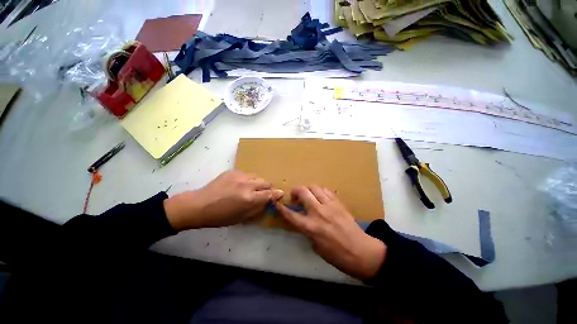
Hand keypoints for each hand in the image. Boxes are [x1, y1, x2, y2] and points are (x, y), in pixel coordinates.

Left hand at [164, 171, 283, 230]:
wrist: (198, 205)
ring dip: (258, 183)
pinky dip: (247, 180)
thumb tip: (268, 202)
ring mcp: (239, 176)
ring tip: (251, 189)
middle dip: (268, 188)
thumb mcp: (241, 218)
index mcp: (249, 198)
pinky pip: (246, 174)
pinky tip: (239, 185)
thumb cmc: (220, 217)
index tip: (280, 194)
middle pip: (266, 182)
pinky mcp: (233, 171)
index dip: (277, 194)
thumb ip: (258, 208)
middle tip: (264, 193)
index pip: (270, 194)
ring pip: (257, 177)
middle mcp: (247, 184)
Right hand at [275, 186, 385, 279]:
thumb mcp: (316, 247)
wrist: (361, 252)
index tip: (276, 201)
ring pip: (314, 188)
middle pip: (303, 192)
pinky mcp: (338, 203)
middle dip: (295, 191)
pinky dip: (320, 191)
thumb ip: (307, 231)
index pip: (290, 214)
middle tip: (295, 196)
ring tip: (307, 195)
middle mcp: (318, 212)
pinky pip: (326, 190)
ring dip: (308, 189)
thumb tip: (303, 221)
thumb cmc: (337, 255)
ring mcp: (329, 205)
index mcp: (310, 227)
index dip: (281, 207)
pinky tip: (320, 196)